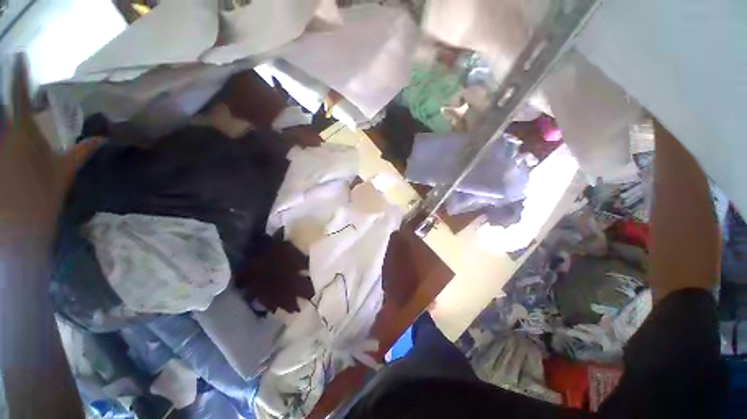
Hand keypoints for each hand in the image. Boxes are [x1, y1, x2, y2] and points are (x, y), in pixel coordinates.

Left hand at [0, 55, 102, 239]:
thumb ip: (81, 151)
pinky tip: (9, 138)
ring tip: (12, 115)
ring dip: (4, 116)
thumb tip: (102, 139)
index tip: (19, 57)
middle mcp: (5, 135)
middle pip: (3, 108)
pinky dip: (4, 133)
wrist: (19, 226)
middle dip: (7, 97)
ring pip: (0, 124)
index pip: (20, 96)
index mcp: (25, 133)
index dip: (19, 75)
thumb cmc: (44, 197)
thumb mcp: (65, 173)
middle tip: (11, 86)